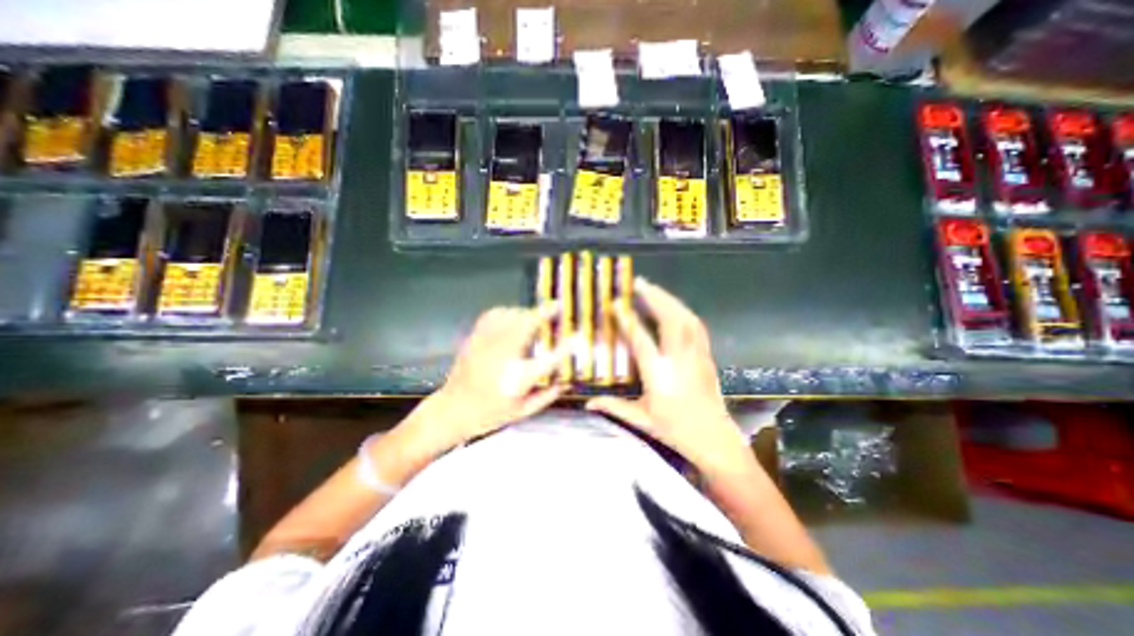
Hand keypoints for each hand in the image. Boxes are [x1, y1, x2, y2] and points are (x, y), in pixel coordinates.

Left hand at [406, 304, 566, 456]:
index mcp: (518, 378)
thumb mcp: (523, 412)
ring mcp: (487, 344)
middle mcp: (504, 356)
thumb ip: (547, 395)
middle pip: (528, 324)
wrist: (452, 410)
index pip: (549, 359)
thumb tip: (567, 381)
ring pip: (510, 315)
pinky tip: (512, 315)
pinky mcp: (476, 338)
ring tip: (535, 313)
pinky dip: (507, 311)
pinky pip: (493, 315)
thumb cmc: (489, 414)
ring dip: (527, 311)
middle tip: (557, 307)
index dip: (566, 347)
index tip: (576, 337)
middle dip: (545, 313)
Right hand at [586, 281, 750, 475]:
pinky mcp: (706, 356)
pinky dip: (684, 311)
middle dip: (654, 297)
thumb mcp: (641, 419)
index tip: (617, 303)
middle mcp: (678, 358)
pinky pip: (697, 326)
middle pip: (669, 319)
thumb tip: (587, 403)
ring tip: (654, 289)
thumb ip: (613, 406)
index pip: (640, 339)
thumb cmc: (675, 429)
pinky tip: (676, 306)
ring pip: (685, 318)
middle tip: (639, 283)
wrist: (714, 438)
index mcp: (659, 373)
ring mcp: (696, 354)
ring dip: (669, 300)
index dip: (627, 319)